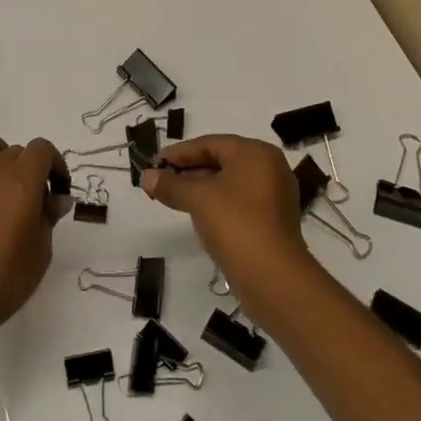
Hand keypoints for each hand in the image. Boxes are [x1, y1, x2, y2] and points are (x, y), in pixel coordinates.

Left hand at [0, 131, 60, 345]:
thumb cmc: (5, 281)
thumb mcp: (41, 253)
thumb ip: (48, 219)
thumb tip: (56, 200)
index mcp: (21, 185)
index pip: (42, 149)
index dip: (55, 165)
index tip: (58, 192)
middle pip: (15, 150)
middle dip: (30, 168)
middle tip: (34, 200)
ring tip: (0, 176)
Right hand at [141, 134, 316, 303]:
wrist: (273, 277)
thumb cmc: (235, 223)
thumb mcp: (197, 199)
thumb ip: (170, 184)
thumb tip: (146, 177)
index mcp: (255, 152)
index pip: (210, 143)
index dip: (178, 153)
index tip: (154, 165)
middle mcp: (270, 167)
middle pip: (221, 161)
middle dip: (188, 171)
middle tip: (160, 182)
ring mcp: (274, 195)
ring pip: (229, 183)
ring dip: (200, 188)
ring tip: (173, 198)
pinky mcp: (273, 220)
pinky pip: (239, 202)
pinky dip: (217, 203)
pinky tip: (197, 215)